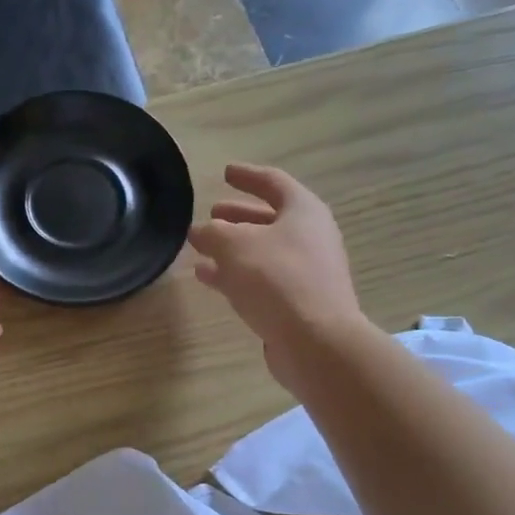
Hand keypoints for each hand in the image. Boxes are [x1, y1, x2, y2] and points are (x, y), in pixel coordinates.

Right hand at [189, 163, 364, 389]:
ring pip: (262, 251)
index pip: (273, 182)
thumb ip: (212, 233)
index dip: (247, 176)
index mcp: (303, 211)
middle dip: (238, 216)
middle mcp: (310, 237)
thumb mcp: (234, 246)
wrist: (315, 341)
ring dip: (232, 248)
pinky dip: (235, 274)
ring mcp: (306, 271)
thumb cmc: (276, 279)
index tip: (225, 173)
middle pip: (269, 219)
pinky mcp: (297, 302)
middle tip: (212, 213)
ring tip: (200, 248)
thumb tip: (199, 231)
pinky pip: (261, 279)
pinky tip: (208, 278)